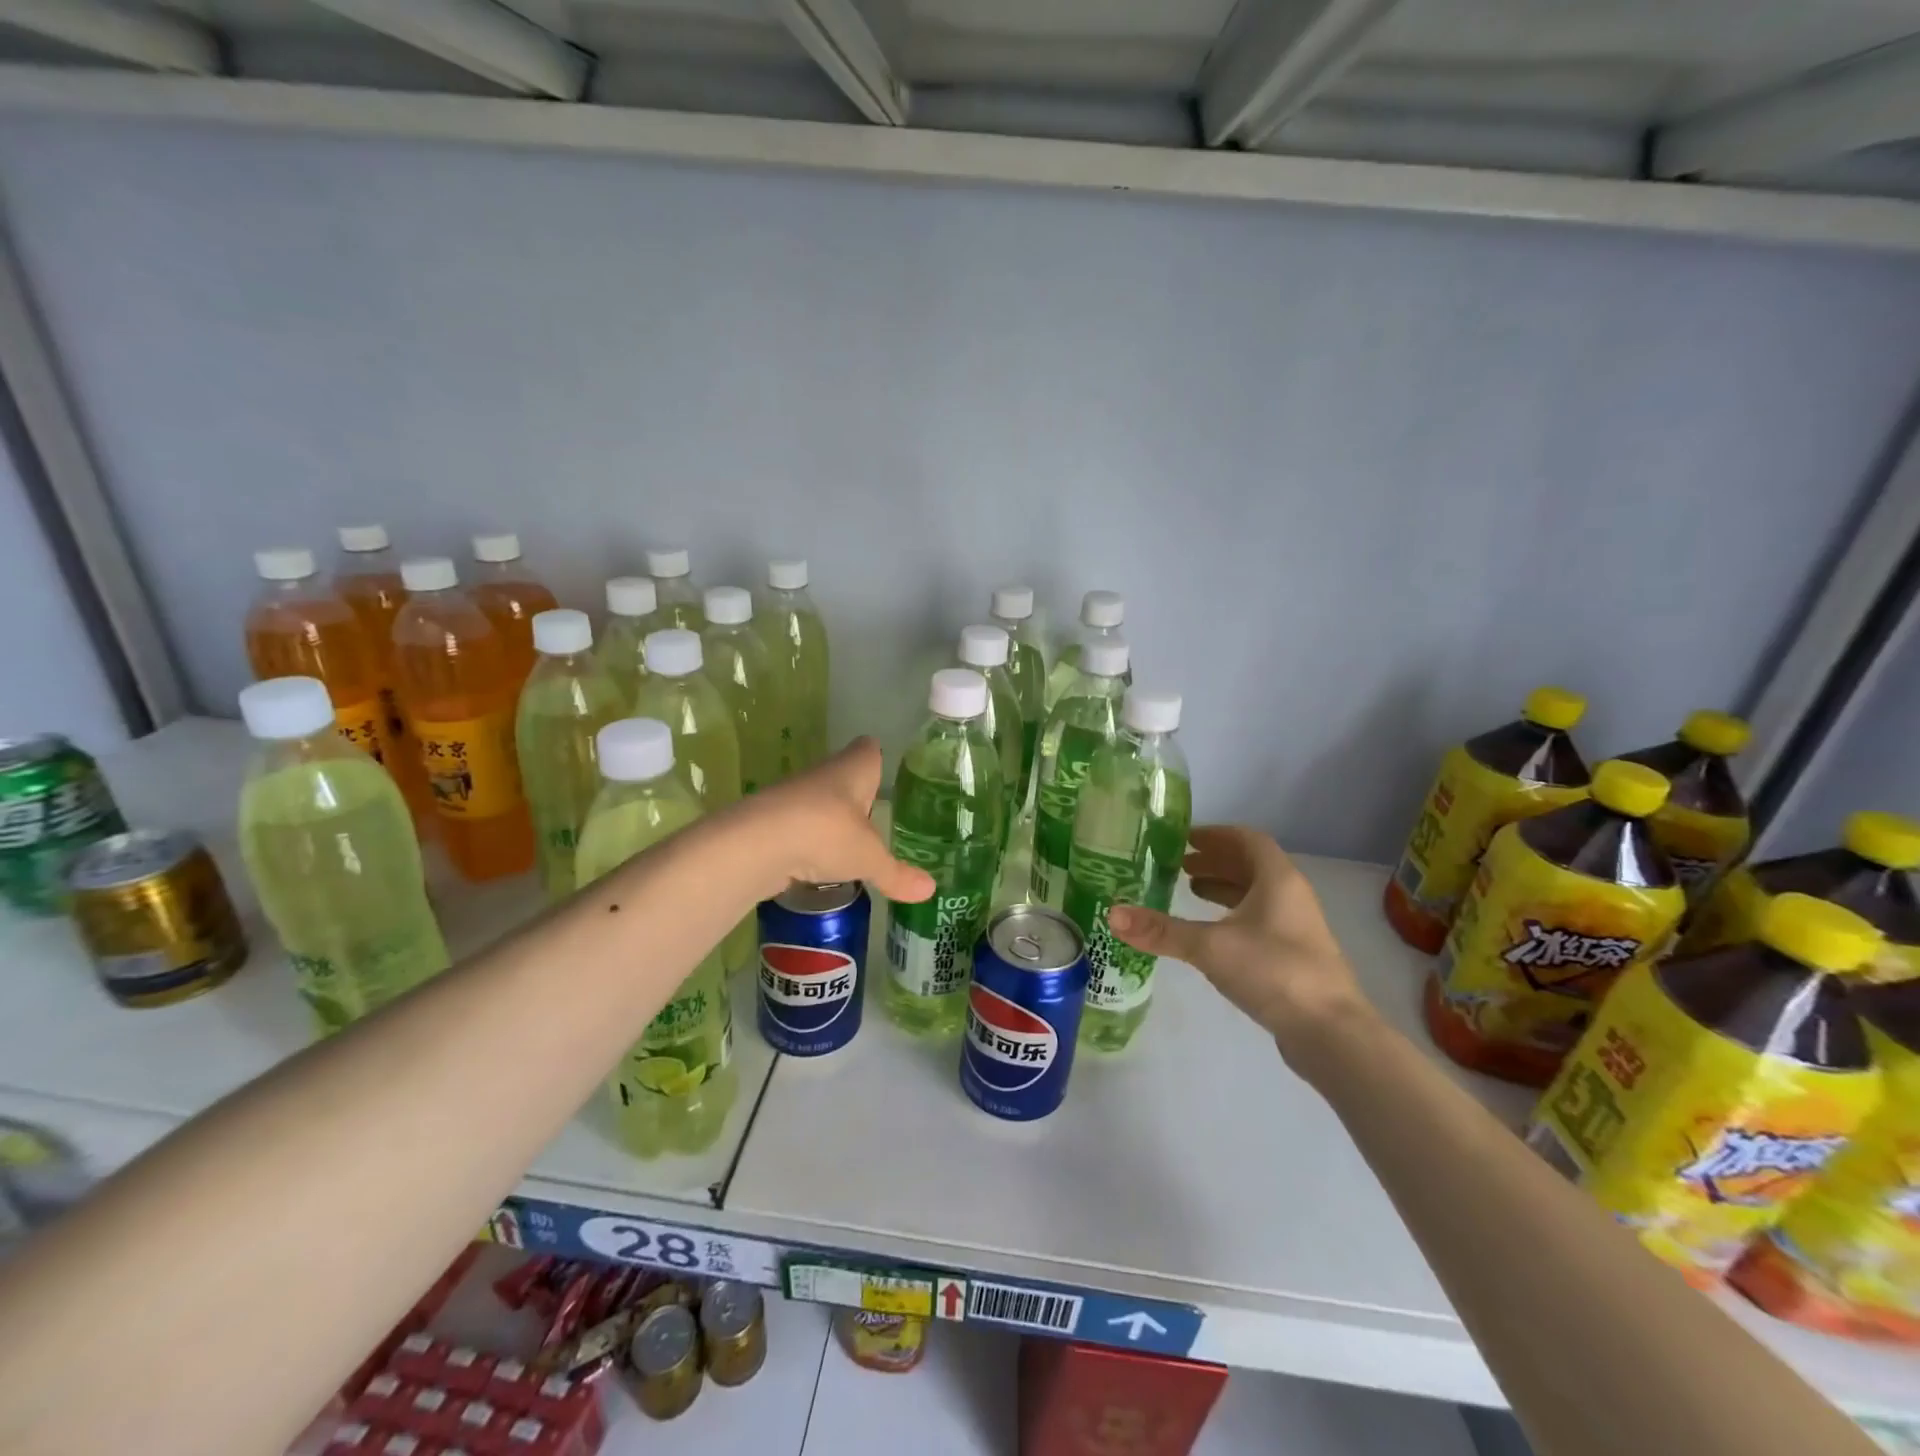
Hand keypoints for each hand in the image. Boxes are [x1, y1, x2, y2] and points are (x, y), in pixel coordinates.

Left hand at [741, 738, 934, 904]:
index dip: (878, 760)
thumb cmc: (826, 833)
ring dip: (832, 821)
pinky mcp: (770, 820)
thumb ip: (897, 874)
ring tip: (850, 849)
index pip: (869, 749)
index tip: (887, 778)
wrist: (756, 844)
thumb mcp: (869, 858)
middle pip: (845, 777)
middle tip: (878, 823)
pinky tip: (817, 865)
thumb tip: (930, 890)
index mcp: (854, 768)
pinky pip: (798, 827)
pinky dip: (808, 843)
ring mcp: (793, 796)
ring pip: (820, 802)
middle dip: (859, 798)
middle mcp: (824, 773)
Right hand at [1108, 825, 1372, 1057]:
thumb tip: (1112, 914)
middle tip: (1177, 864)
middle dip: (1214, 860)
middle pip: (1251, 865)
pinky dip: (1232, 915)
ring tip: (1188, 890)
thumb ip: (1161, 931)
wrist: (1330, 1032)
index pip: (1246, 839)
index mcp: (1277, 879)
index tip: (1183, 838)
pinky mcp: (1294, 956)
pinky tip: (1211, 932)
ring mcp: (1296, 927)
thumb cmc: (1273, 971)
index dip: (1215, 835)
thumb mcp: (1209, 947)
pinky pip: (1259, 920)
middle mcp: (1291, 896)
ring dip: (1223, 887)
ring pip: (1256, 894)